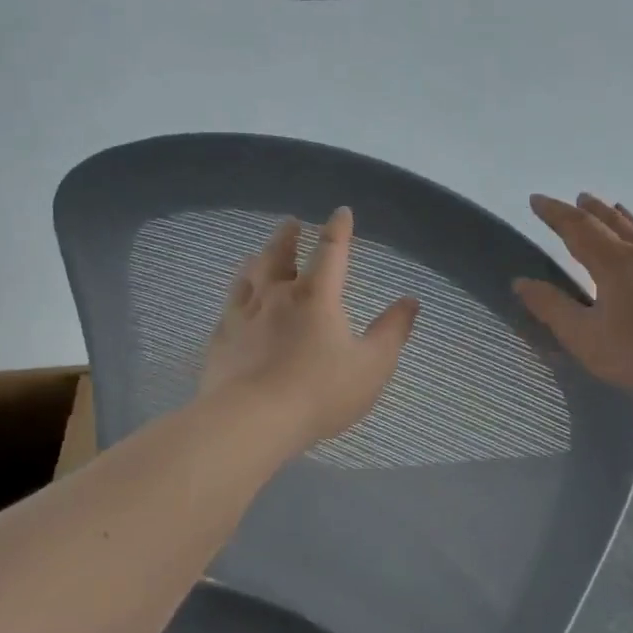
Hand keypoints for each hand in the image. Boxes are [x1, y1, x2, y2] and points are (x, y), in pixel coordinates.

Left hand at [199, 207, 419, 451]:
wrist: (253, 419)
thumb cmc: (320, 392)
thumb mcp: (371, 366)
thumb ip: (392, 332)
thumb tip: (410, 301)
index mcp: (316, 296)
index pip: (331, 251)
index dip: (338, 230)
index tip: (341, 213)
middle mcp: (277, 295)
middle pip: (280, 255)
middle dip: (289, 237)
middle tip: (291, 224)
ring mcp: (244, 315)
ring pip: (250, 275)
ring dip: (259, 259)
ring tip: (259, 253)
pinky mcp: (222, 338)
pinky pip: (229, 306)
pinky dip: (237, 295)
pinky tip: (236, 301)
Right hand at [514, 193, 632, 396]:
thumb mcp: (584, 336)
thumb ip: (552, 308)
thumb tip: (521, 282)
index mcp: (613, 262)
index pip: (577, 228)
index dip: (555, 213)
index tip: (536, 200)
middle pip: (613, 223)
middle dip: (591, 210)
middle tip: (578, 197)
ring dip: (622, 218)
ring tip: (615, 208)